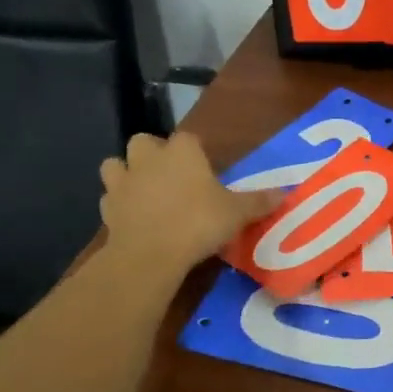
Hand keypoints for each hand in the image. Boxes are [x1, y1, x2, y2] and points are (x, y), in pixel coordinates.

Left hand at [98, 132, 279, 271]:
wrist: (151, 253)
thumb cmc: (199, 222)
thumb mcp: (237, 213)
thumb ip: (258, 201)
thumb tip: (285, 193)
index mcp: (182, 152)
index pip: (189, 138)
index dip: (196, 151)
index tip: (205, 168)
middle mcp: (149, 158)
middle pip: (144, 142)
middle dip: (153, 153)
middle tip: (171, 175)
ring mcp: (123, 182)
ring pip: (116, 165)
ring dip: (127, 173)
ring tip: (144, 191)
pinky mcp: (107, 209)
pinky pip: (110, 198)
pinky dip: (120, 204)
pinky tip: (133, 217)